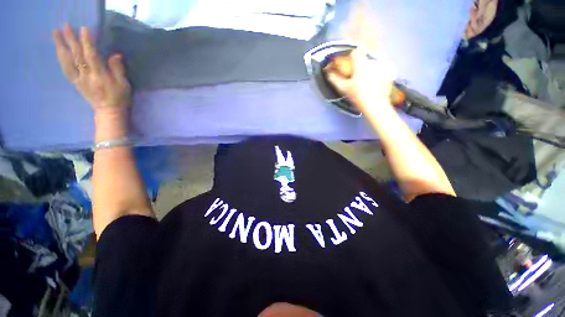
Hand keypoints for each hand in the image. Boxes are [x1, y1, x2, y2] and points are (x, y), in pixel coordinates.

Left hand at [53, 24, 130, 116]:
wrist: (109, 112)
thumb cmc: (120, 98)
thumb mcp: (124, 84)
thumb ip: (118, 69)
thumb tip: (115, 55)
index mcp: (100, 76)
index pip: (92, 56)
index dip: (87, 42)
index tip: (84, 29)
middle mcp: (86, 76)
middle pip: (77, 56)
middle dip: (71, 40)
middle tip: (65, 25)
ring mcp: (79, 79)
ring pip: (67, 61)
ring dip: (61, 46)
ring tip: (56, 33)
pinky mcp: (75, 82)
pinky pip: (66, 68)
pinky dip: (61, 57)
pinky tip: (58, 49)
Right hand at [324, 50, 394, 109]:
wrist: (376, 105)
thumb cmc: (358, 97)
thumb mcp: (344, 89)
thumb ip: (335, 79)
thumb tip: (328, 72)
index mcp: (361, 63)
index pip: (355, 52)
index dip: (350, 59)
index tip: (350, 67)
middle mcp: (374, 59)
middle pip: (365, 56)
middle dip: (361, 63)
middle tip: (359, 75)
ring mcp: (384, 63)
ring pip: (374, 59)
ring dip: (370, 65)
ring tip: (368, 78)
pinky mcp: (391, 69)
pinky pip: (383, 65)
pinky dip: (379, 69)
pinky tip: (377, 79)